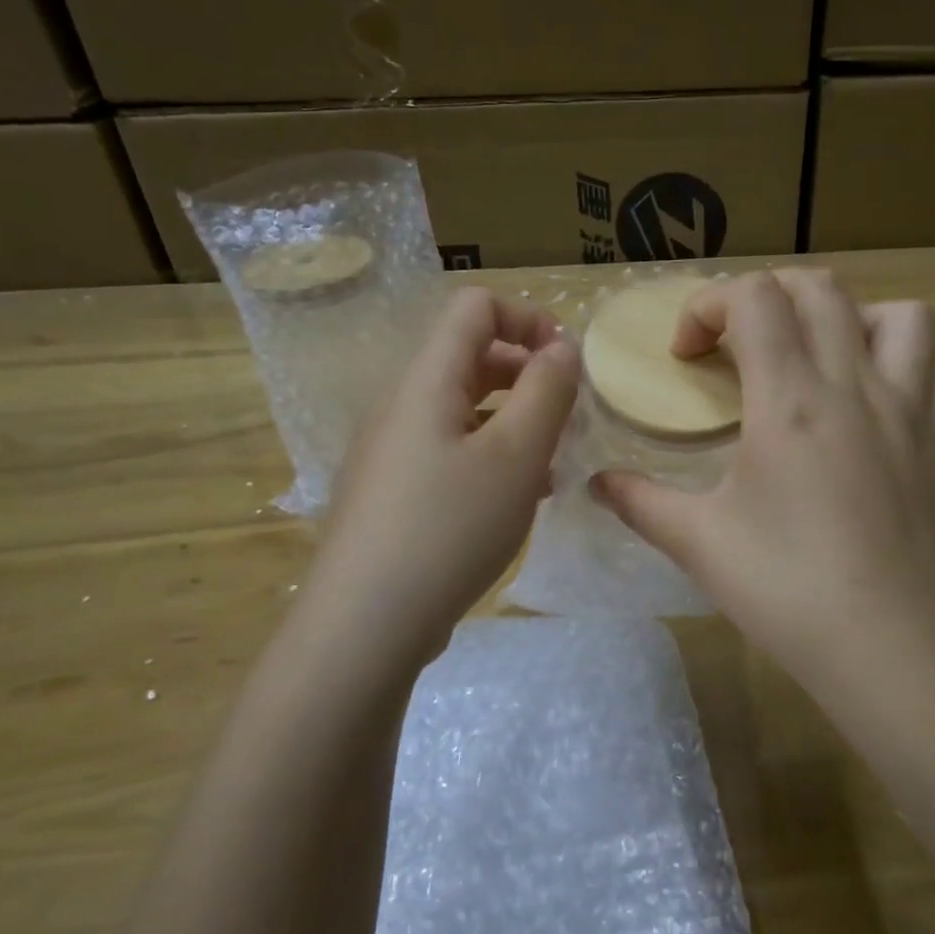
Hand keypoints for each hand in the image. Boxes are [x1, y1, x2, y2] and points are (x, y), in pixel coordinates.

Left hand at [302, 288, 578, 666]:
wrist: (365, 625)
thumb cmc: (449, 528)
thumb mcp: (516, 455)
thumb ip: (546, 391)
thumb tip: (560, 349)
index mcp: (426, 381)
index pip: (475, 308)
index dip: (529, 319)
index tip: (569, 364)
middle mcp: (402, 405)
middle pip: (470, 357)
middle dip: (527, 374)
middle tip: (567, 418)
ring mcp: (392, 451)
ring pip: (463, 410)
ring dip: (513, 420)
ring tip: (550, 465)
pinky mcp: (393, 492)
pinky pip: (449, 451)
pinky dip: (490, 457)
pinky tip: (517, 499)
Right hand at [591, 270, 934, 706]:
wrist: (891, 648)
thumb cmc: (787, 590)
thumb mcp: (699, 544)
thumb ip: (641, 502)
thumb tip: (596, 484)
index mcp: (790, 399)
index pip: (754, 297)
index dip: (708, 306)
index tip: (686, 357)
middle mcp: (855, 385)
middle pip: (819, 289)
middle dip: (765, 296)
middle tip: (736, 344)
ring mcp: (909, 411)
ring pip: (898, 315)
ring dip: (849, 316)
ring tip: (817, 354)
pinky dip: (905, 363)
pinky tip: (875, 397)